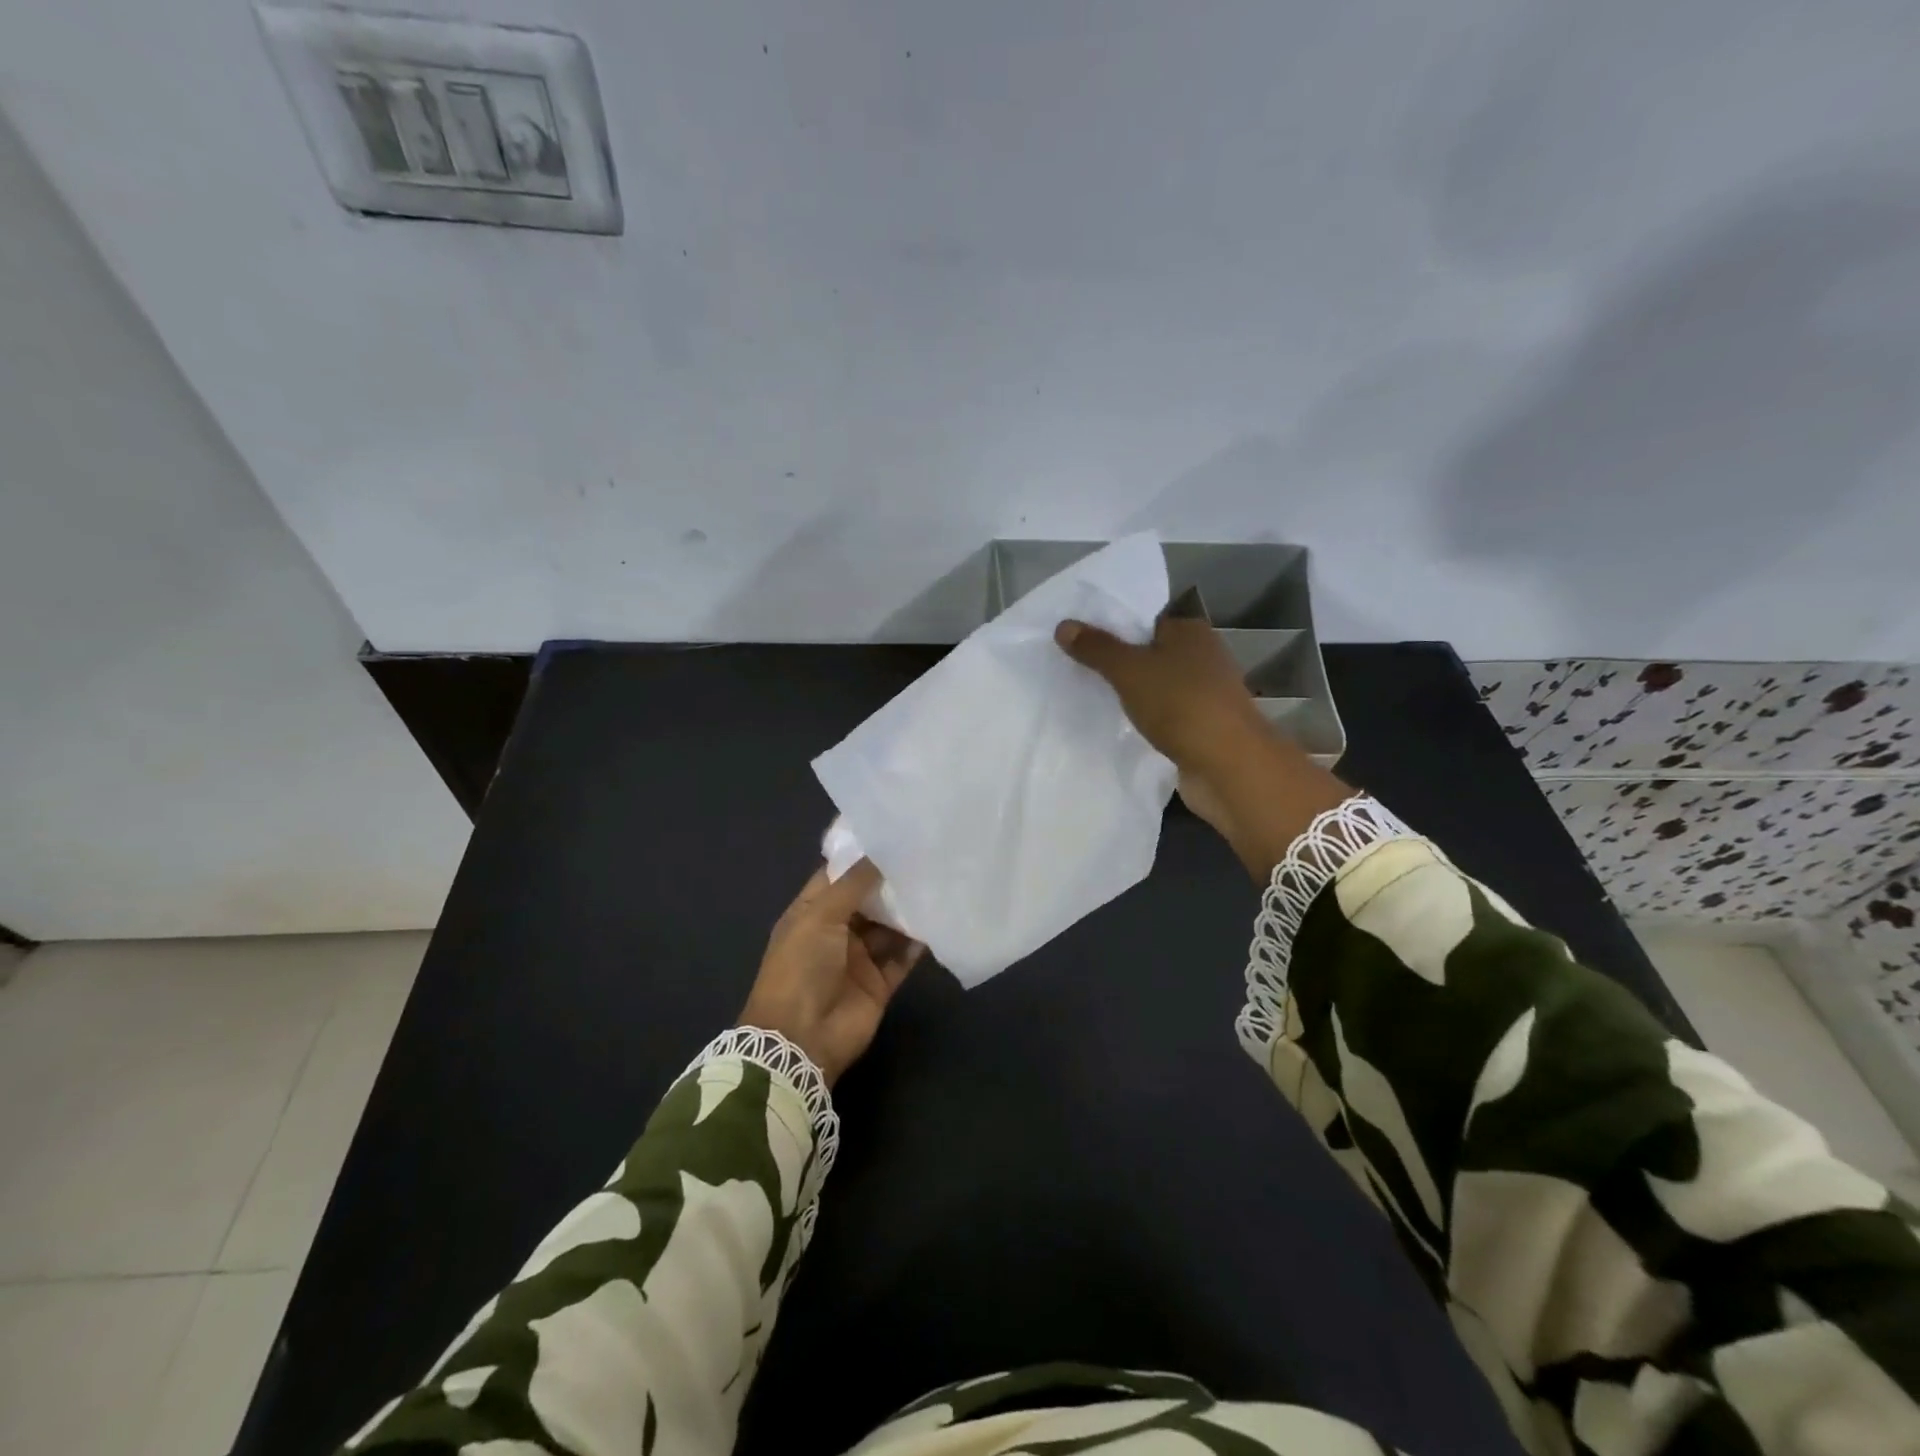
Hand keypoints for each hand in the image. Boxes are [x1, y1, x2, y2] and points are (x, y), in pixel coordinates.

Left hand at [739, 861, 922, 1085]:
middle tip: (925, 854)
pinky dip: (918, 941)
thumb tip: (880, 852)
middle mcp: (836, 931)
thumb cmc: (801, 967)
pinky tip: (938, 920)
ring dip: (908, 909)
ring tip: (937, 881)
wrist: (801, 1039)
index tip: (893, 834)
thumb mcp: (819, 916)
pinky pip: (903, 957)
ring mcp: (859, 958)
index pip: (838, 876)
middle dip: (891, 881)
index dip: (861, 857)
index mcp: (812, 912)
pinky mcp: (880, 983)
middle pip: (868, 900)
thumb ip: (853, 885)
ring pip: (889, 927)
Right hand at [1055, 614, 1353, 877]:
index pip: (1146, 622)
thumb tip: (1064, 625)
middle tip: (1081, 674)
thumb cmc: (1180, 704)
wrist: (1227, 765)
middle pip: (1152, 654)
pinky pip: (1166, 716)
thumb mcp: (1129, 671)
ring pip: (1159, 687)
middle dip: (1122, 666)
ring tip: (1095, 701)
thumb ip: (1097, 648)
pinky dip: (1148, 720)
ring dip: (1135, 696)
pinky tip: (1124, 728)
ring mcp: (1207, 694)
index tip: (1082, 645)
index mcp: (1191, 632)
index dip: (1115, 632)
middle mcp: (1204, 656)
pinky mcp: (1204, 726)